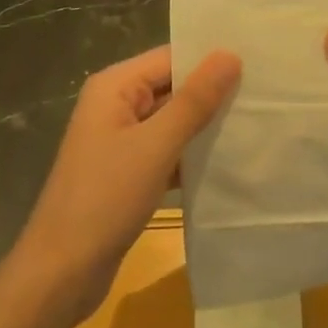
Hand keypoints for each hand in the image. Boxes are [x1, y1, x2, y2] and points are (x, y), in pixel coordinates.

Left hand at [0, 46, 240, 327]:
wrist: (61, 273)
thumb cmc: (104, 199)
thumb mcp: (155, 146)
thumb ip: (194, 100)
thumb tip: (230, 55)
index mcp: (115, 86)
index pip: (171, 57)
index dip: (211, 59)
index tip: (259, 63)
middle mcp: (116, 104)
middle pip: (172, 86)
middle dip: (213, 92)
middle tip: (266, 93)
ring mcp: (121, 139)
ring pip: (173, 120)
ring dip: (206, 125)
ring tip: (258, 123)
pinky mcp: (129, 171)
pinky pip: (167, 150)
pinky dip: (192, 154)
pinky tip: (229, 160)